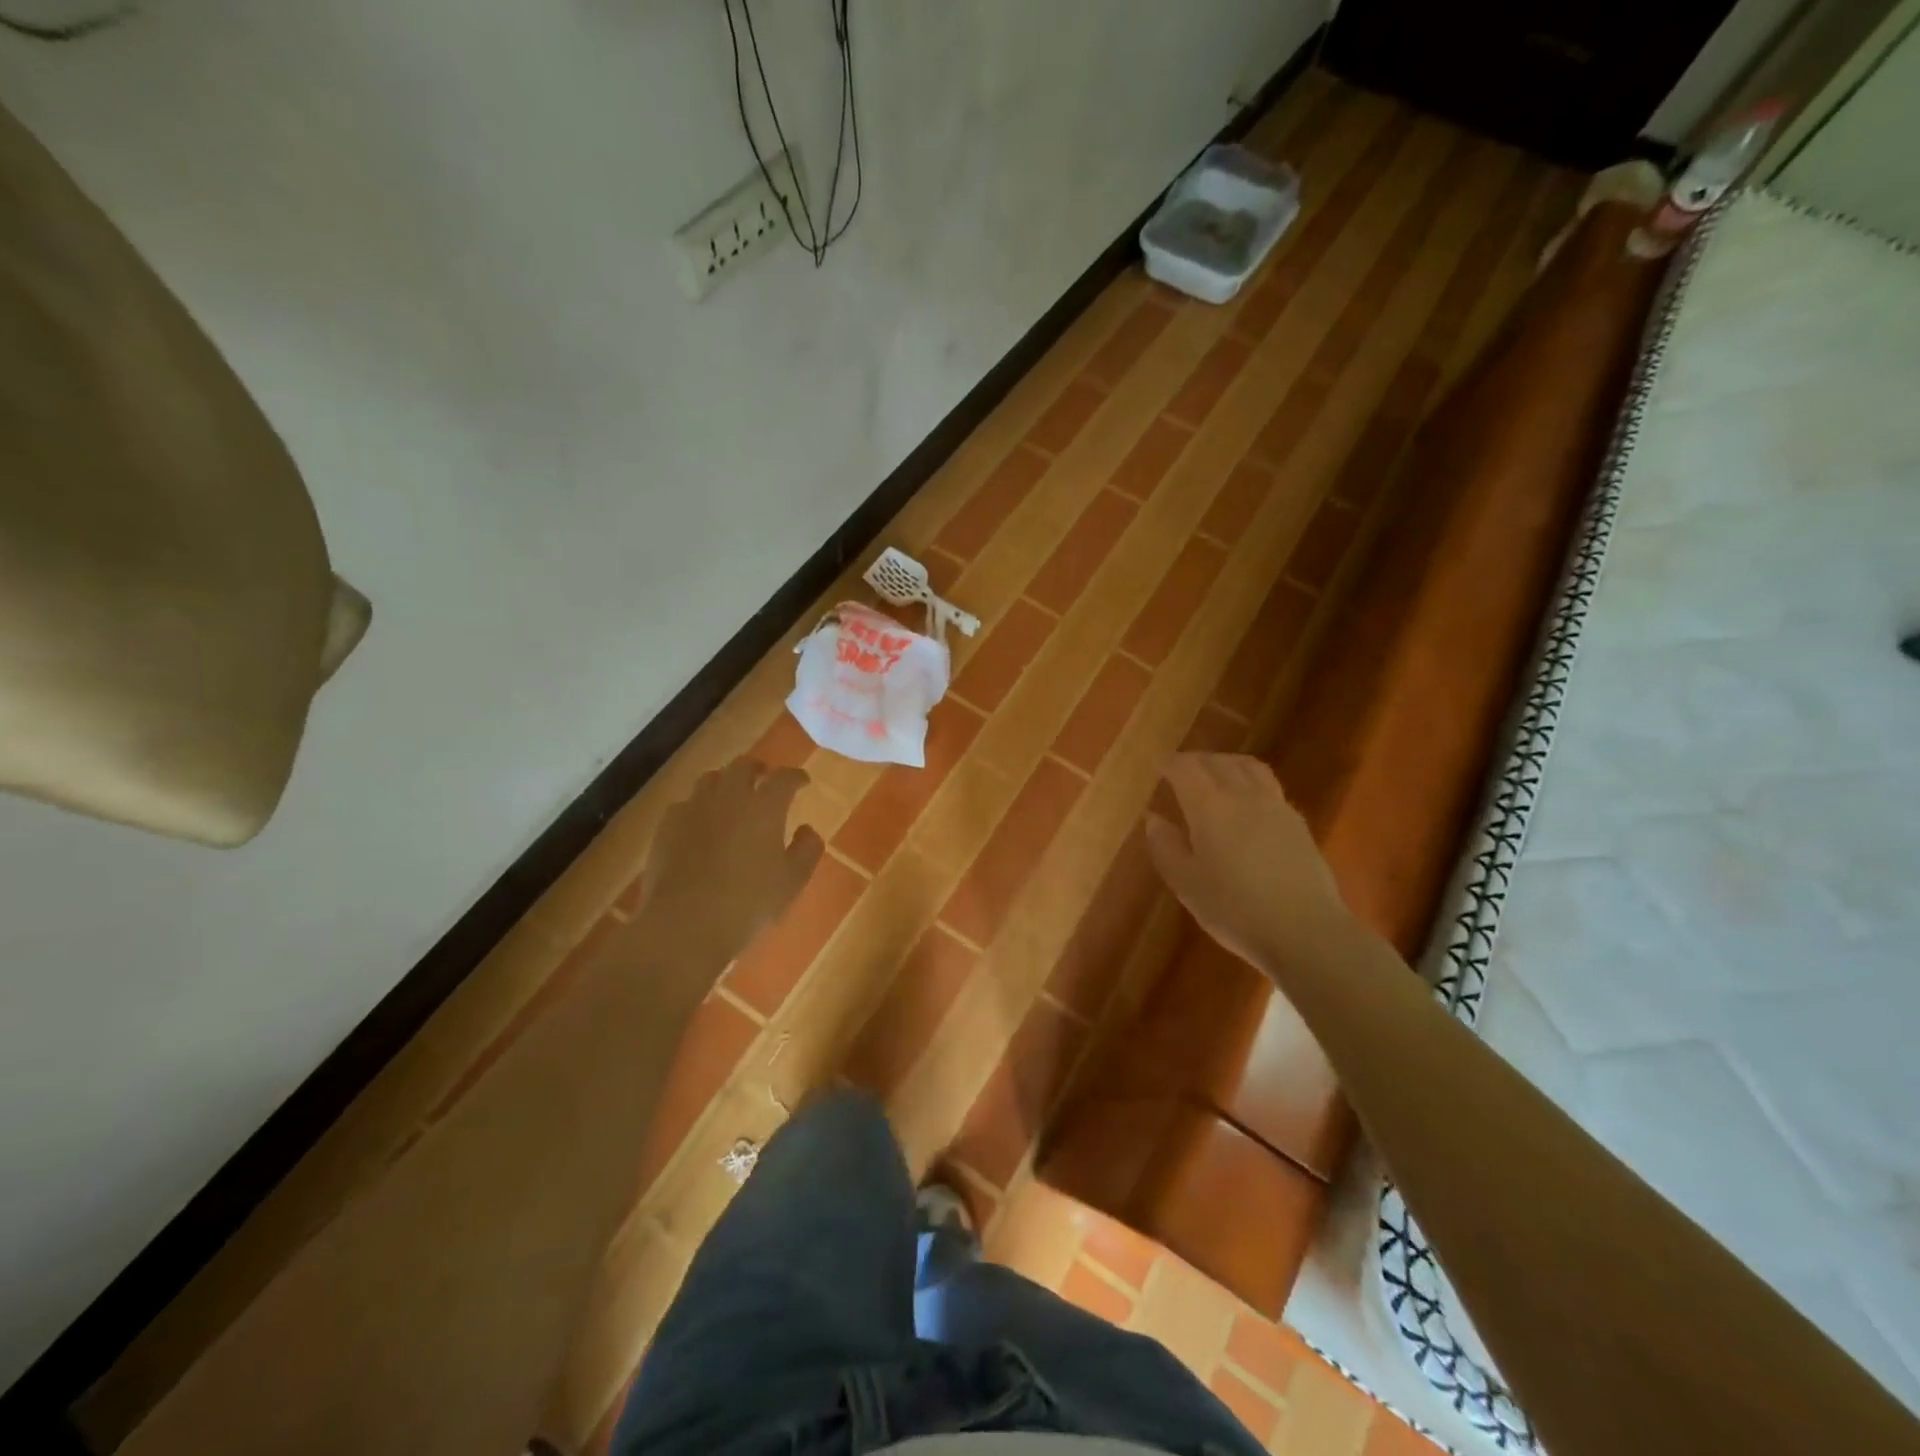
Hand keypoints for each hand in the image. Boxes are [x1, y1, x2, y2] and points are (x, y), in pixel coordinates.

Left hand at [635, 757, 823, 967]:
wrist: (686, 924)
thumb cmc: (749, 903)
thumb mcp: (792, 881)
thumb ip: (807, 850)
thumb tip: (807, 829)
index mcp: (764, 806)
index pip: (784, 778)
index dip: (796, 776)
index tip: (803, 782)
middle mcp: (729, 797)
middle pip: (743, 766)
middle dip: (758, 768)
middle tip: (765, 777)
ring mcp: (693, 809)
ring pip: (710, 779)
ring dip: (725, 782)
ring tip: (731, 796)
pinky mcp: (667, 827)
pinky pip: (684, 804)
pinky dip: (697, 807)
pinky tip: (699, 823)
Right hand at [1145, 753, 1353, 971]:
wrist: (1305, 930)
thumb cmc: (1235, 909)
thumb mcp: (1186, 884)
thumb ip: (1165, 847)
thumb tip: (1154, 818)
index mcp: (1209, 807)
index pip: (1186, 769)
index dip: (1170, 763)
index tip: (1158, 763)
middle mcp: (1243, 796)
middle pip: (1218, 762)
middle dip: (1196, 760)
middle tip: (1181, 767)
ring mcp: (1276, 807)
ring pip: (1249, 768)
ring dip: (1227, 763)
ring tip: (1216, 772)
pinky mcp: (1298, 824)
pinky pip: (1269, 786)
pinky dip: (1250, 781)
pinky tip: (1247, 802)